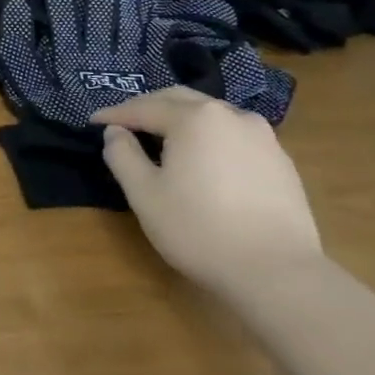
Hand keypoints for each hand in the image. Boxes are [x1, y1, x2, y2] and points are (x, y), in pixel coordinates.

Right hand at [94, 86, 322, 300]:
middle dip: (148, 108)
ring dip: (182, 120)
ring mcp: (262, 136)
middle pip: (179, 100)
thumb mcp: (145, 194)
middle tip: (125, 123)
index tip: (93, 122)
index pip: (143, 107)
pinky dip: (211, 139)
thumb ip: (122, 155)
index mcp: (194, 117)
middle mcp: (229, 114)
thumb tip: (115, 133)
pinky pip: (235, 136)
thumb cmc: (201, 230)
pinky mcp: (282, 161)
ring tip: (165, 139)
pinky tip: (205, 161)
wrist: (280, 274)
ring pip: (211, 115)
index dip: (115, 115)